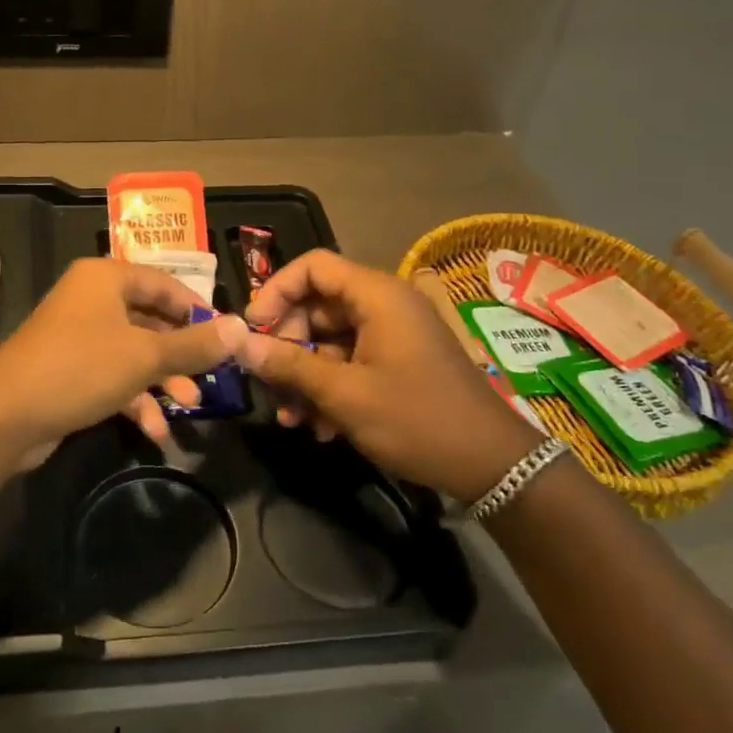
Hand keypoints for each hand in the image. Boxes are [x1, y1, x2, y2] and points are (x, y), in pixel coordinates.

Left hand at [0, 258, 247, 448]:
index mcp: (106, 278)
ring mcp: (78, 335)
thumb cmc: (81, 368)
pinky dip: (135, 399)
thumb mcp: (145, 356)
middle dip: (181, 354)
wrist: (5, 416)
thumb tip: (241, 328)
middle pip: (150, 319)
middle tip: (211, 378)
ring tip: (189, 408)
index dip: (197, 309)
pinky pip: (113, 376)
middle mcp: (91, 299)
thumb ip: (194, 345)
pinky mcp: (69, 370)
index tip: (226, 336)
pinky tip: (155, 432)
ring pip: (134, 352)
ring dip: (162, 381)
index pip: (164, 283)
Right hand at [236, 250, 539, 499]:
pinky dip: (331, 387)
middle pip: (317, 304)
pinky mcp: (398, 362)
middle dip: (288, 344)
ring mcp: (393, 334)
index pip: (313, 266)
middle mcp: (384, 305)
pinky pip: (351, 361)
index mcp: (376, 295)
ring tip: (291, 418)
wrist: (493, 466)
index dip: (276, 291)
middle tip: (270, 380)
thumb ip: (289, 364)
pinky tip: (321, 428)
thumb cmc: (416, 419)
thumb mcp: (344, 394)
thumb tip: (239, 343)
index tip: (253, 330)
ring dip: (305, 375)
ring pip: (330, 339)